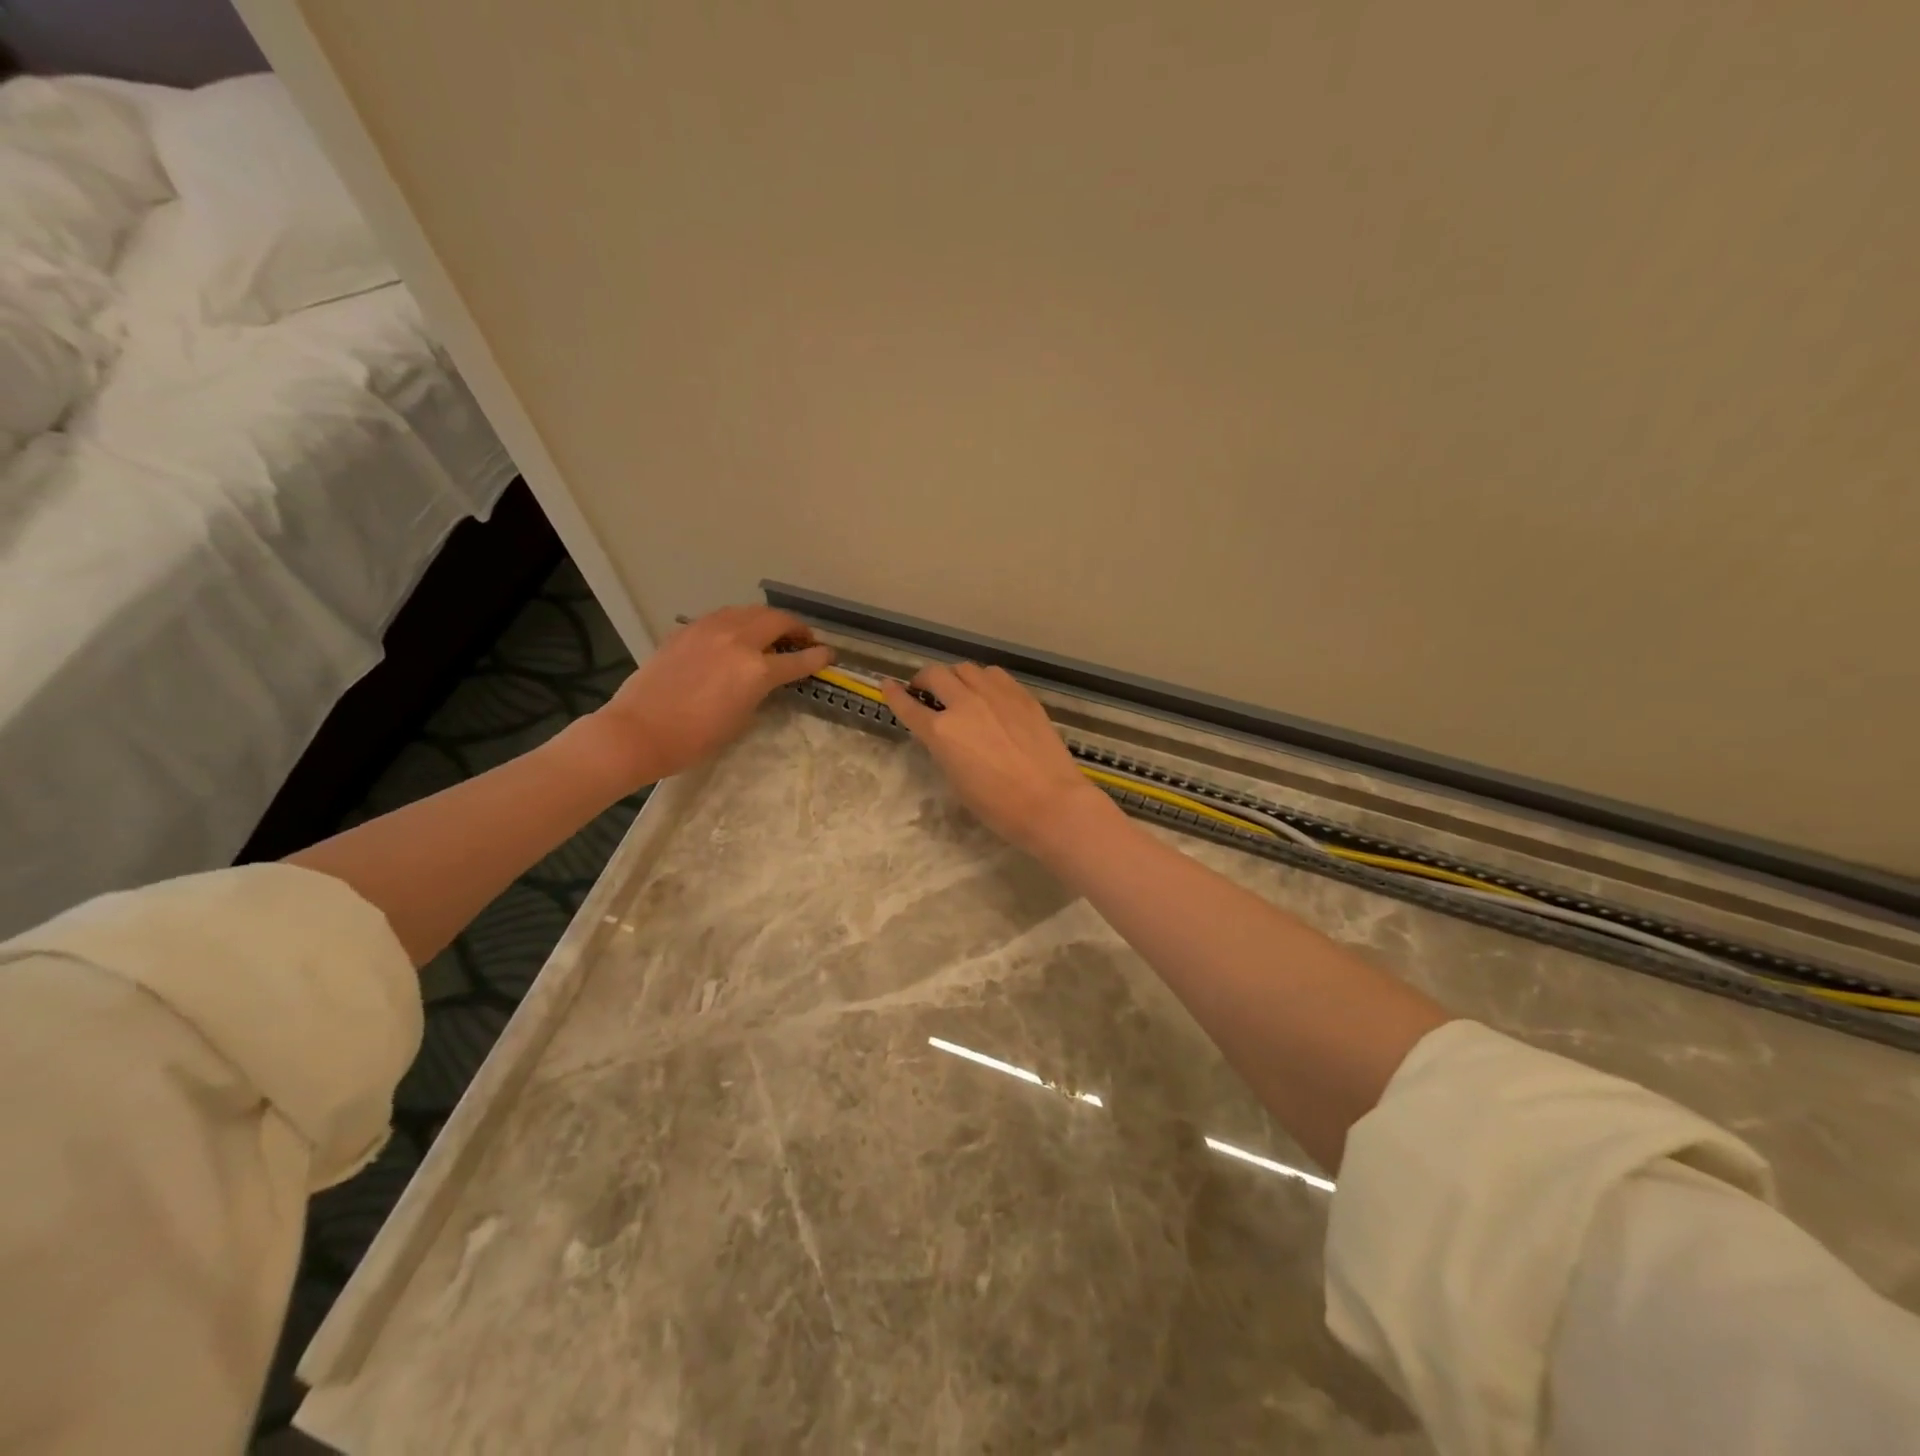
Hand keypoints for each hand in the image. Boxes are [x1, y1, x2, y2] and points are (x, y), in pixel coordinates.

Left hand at [592, 606, 832, 787]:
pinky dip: (737, 622)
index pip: (798, 659)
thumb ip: (759, 691)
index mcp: (756, 670)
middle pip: (776, 620)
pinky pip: (721, 617)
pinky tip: (734, 635)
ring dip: (766, 619)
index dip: (818, 657)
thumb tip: (764, 679)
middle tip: (802, 640)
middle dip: (796, 628)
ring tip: (770, 632)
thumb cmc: (695, 739)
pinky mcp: (687, 631)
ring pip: (748, 611)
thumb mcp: (741, 719)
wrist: (639, 731)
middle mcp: (737, 641)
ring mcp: (709, 630)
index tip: (829, 655)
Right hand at [881, 662, 1114, 857]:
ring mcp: (995, 695)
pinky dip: (983, 679)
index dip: (894, 695)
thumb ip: (945, 749)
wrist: (1050, 801)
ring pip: (965, 668)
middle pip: (935, 675)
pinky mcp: (1021, 695)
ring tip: (959, 689)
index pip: (908, 706)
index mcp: (941, 733)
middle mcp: (964, 705)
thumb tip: (946, 735)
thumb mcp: (957, 781)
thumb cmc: (999, 806)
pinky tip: (988, 693)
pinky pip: (994, 675)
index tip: (886, 685)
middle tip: (925, 690)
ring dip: (955, 676)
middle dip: (924, 680)